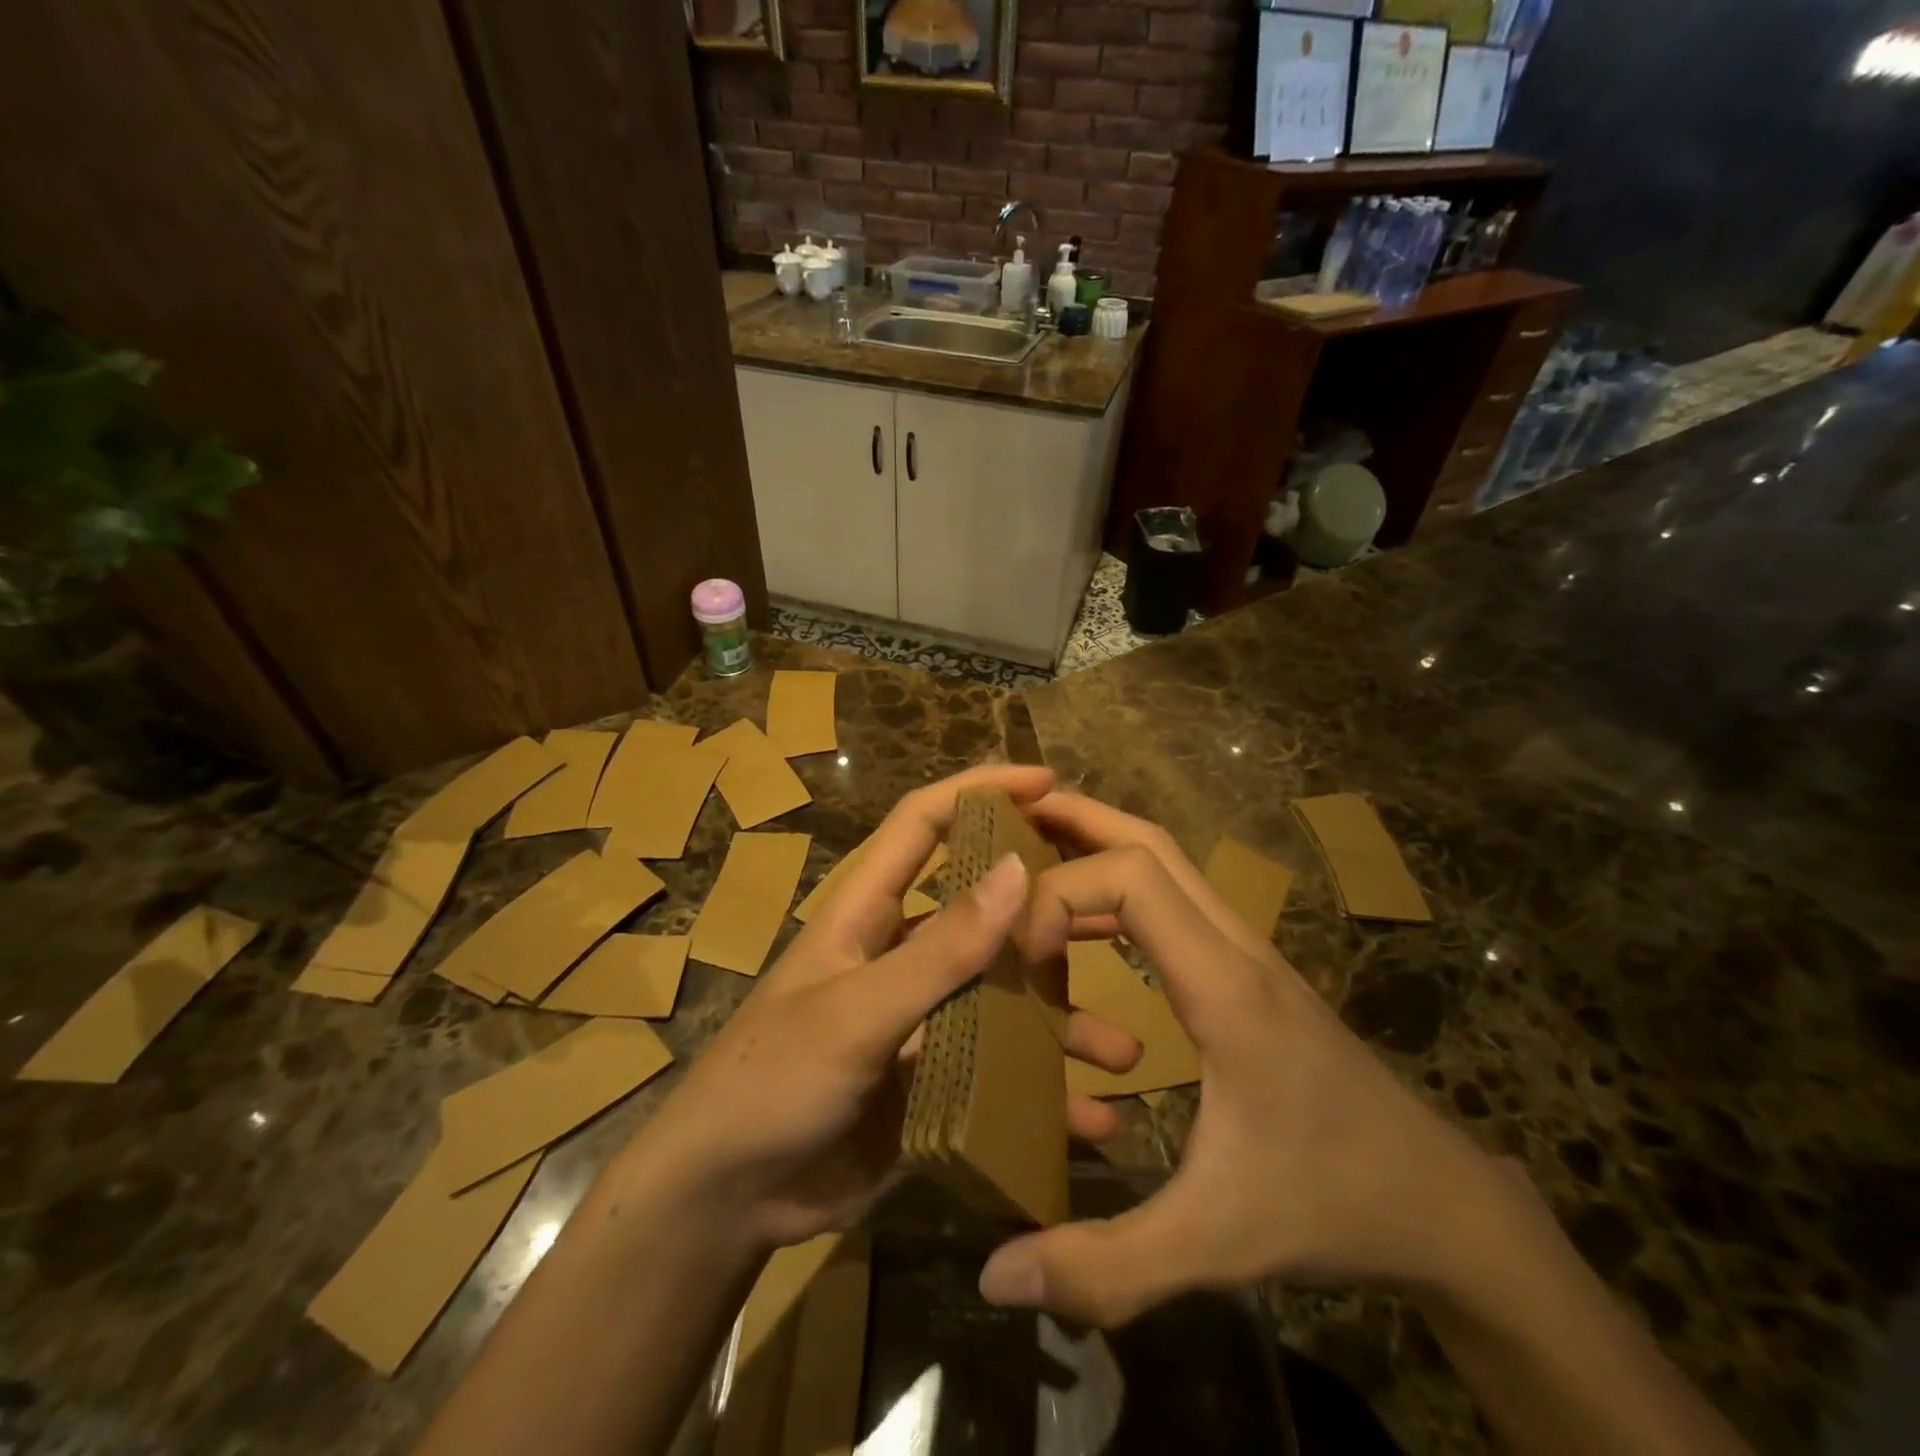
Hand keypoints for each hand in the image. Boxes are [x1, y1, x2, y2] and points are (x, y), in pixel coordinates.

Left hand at [636, 767, 1141, 1252]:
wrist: (728, 1198)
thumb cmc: (773, 1080)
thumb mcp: (858, 1011)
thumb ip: (939, 949)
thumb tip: (1018, 870)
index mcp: (868, 911)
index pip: (924, 822)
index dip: (980, 790)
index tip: (1048, 782)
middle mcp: (900, 953)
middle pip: (983, 909)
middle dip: (1046, 907)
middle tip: (1116, 909)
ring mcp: (919, 1018)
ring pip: (1002, 996)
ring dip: (1059, 1018)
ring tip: (1122, 1046)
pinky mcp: (931, 1079)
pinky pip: (998, 1073)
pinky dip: (1041, 1093)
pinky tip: (1091, 1118)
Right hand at [978, 791, 1512, 1325]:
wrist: (1444, 1203)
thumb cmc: (1331, 1204)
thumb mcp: (1215, 1242)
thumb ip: (1108, 1265)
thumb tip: (996, 1276)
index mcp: (1224, 987)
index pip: (1133, 879)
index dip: (1061, 894)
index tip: (1022, 958)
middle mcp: (1236, 948)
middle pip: (1152, 843)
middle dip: (1077, 821)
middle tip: (1008, 821)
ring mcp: (1248, 954)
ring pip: (1168, 864)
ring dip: (1100, 848)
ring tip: (1033, 860)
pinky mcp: (1249, 973)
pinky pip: (1176, 903)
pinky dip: (1122, 891)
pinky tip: (1089, 929)